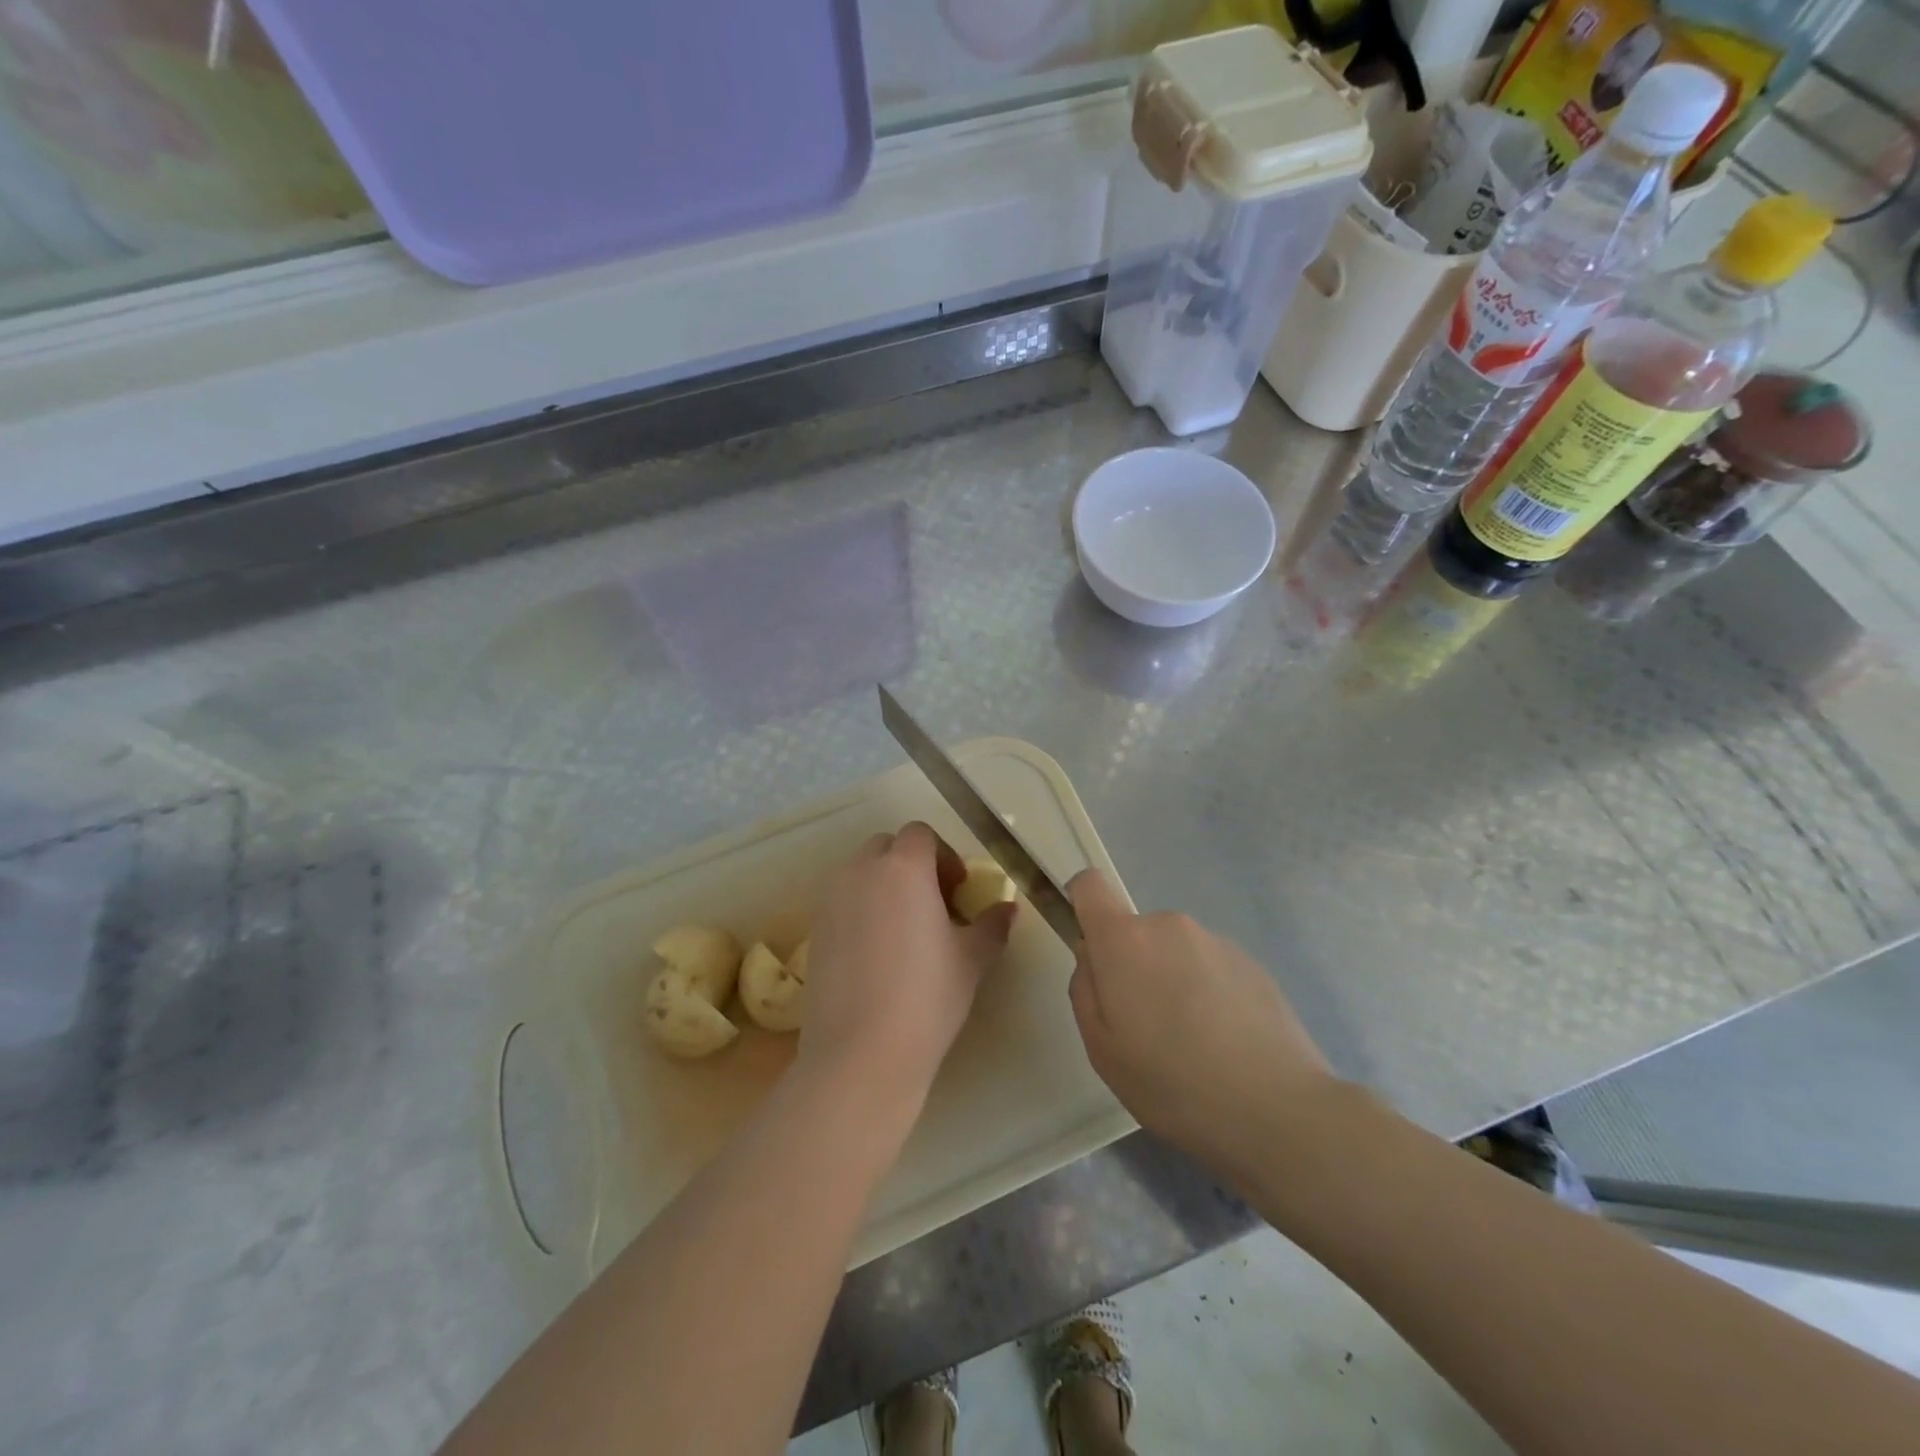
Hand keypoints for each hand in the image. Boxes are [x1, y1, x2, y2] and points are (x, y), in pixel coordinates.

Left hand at [798, 822, 1016, 1105]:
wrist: (861, 1051)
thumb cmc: (927, 996)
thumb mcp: (972, 959)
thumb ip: (992, 925)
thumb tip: (1008, 908)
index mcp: (903, 868)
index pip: (921, 834)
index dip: (943, 855)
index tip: (957, 890)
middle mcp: (862, 872)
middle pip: (887, 847)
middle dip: (911, 864)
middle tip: (934, 903)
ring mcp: (832, 900)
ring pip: (861, 873)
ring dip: (884, 885)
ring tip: (905, 929)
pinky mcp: (815, 930)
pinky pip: (842, 902)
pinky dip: (862, 910)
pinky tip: (878, 953)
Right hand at [1067, 870, 1335, 1176]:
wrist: (1275, 1109)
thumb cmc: (1170, 1081)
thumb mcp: (1101, 1047)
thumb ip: (1085, 988)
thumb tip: (1093, 956)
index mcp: (1125, 940)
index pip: (1090, 885)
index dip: (1082, 904)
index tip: (1090, 947)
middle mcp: (1169, 925)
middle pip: (1136, 931)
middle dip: (1133, 966)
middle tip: (1147, 1027)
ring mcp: (1216, 941)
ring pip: (1175, 952)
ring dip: (1173, 981)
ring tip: (1193, 1043)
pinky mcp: (1253, 964)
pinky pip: (1211, 968)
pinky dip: (1208, 994)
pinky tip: (1225, 1044)